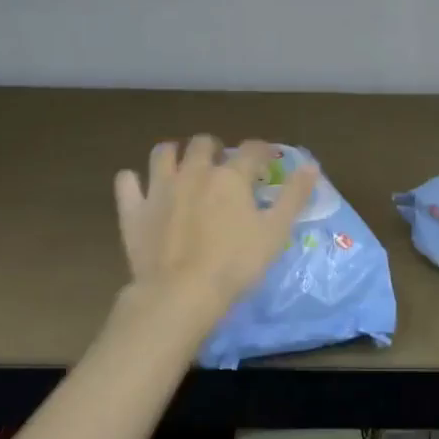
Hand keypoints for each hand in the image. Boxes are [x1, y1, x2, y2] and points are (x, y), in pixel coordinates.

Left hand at [114, 136, 317, 320]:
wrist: (180, 294)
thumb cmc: (235, 264)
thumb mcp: (276, 232)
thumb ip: (294, 196)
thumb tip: (311, 165)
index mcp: (230, 176)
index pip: (251, 150)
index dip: (262, 151)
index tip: (267, 160)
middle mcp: (194, 171)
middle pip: (203, 143)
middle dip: (214, 148)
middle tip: (221, 164)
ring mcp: (159, 188)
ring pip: (163, 153)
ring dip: (174, 153)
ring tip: (181, 165)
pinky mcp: (134, 209)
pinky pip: (127, 182)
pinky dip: (133, 181)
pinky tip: (140, 187)